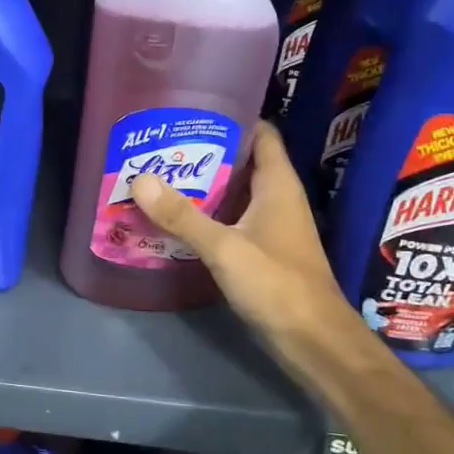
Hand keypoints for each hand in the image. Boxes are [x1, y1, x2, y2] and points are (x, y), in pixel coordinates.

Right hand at [130, 122, 349, 360]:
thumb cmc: (278, 285)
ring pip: (234, 193)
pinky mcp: (261, 252)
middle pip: (241, 162)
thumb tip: (140, 179)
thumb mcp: (225, 248)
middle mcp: (277, 199)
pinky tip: (175, 218)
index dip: (232, 117)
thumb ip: (183, 215)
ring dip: (203, 185)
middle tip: (161, 144)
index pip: (261, 133)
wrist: (314, 342)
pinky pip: (230, 220)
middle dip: (204, 152)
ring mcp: (270, 227)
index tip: (192, 111)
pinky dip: (206, 215)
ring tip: (159, 175)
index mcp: (278, 185)